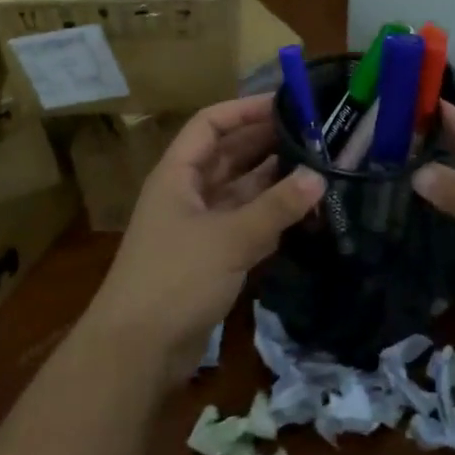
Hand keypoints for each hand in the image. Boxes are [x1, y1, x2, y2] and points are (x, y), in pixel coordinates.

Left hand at [81, 94, 323, 388]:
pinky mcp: (210, 258)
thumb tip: (318, 177)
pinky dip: (270, 216)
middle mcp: (186, 193)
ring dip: (273, 181)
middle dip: (266, 142)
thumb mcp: (229, 238)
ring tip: (317, 167)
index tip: (285, 102)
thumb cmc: (174, 280)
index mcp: (177, 174)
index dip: (244, 110)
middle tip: (314, 134)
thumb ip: (275, 208)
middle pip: (228, 155)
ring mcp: (198, 226)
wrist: (136, 352)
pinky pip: (245, 224)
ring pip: (240, 191)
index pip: (210, 124)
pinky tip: (303, 211)